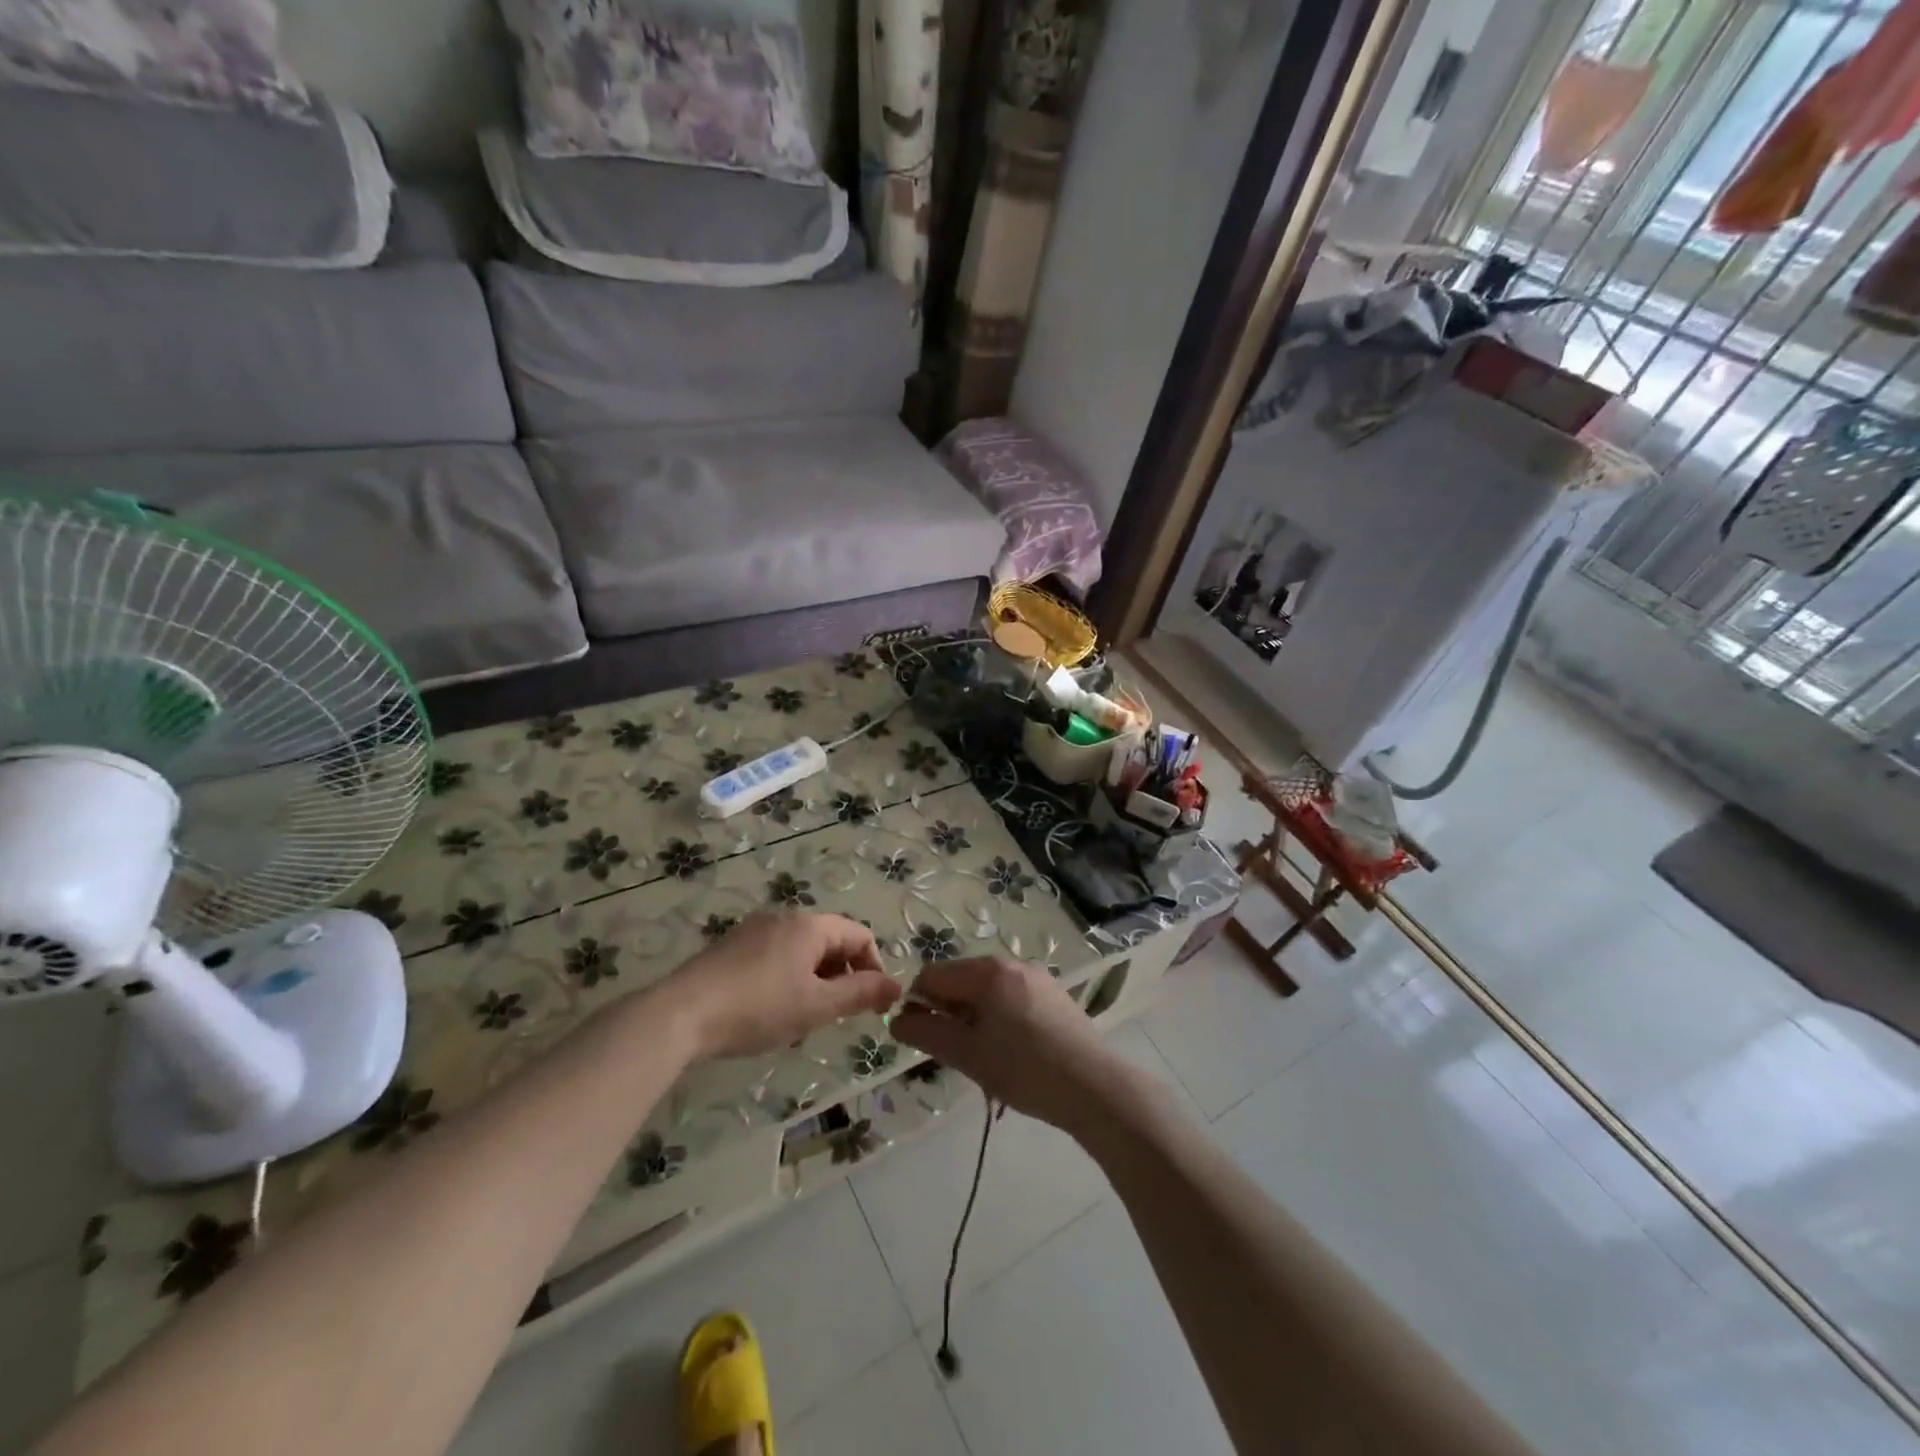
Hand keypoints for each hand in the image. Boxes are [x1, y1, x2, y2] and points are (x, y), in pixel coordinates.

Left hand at [655, 912, 900, 1060]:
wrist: (681, 1014)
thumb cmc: (759, 1008)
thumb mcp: (817, 1006)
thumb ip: (861, 994)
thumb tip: (897, 986)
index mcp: (810, 926)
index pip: (860, 936)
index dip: (874, 969)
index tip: (873, 1007)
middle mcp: (784, 918)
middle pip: (831, 941)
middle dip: (842, 977)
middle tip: (835, 1017)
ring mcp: (753, 931)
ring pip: (802, 952)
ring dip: (815, 981)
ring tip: (803, 1019)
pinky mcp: (730, 948)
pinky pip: (775, 958)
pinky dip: (788, 980)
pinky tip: (770, 1012)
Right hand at [891, 958, 1140, 1136]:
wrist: (1094, 1087)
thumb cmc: (1024, 1069)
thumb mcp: (967, 1054)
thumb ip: (927, 1033)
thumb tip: (898, 1020)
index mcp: (987, 970)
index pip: (932, 975)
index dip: (918, 1005)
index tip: (922, 1040)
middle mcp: (1011, 963)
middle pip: (960, 981)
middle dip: (948, 1013)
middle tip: (956, 1054)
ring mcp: (1036, 977)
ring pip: (986, 993)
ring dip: (973, 1020)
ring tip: (985, 1060)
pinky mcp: (1053, 996)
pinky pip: (1010, 999)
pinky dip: (998, 1020)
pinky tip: (1011, 1055)